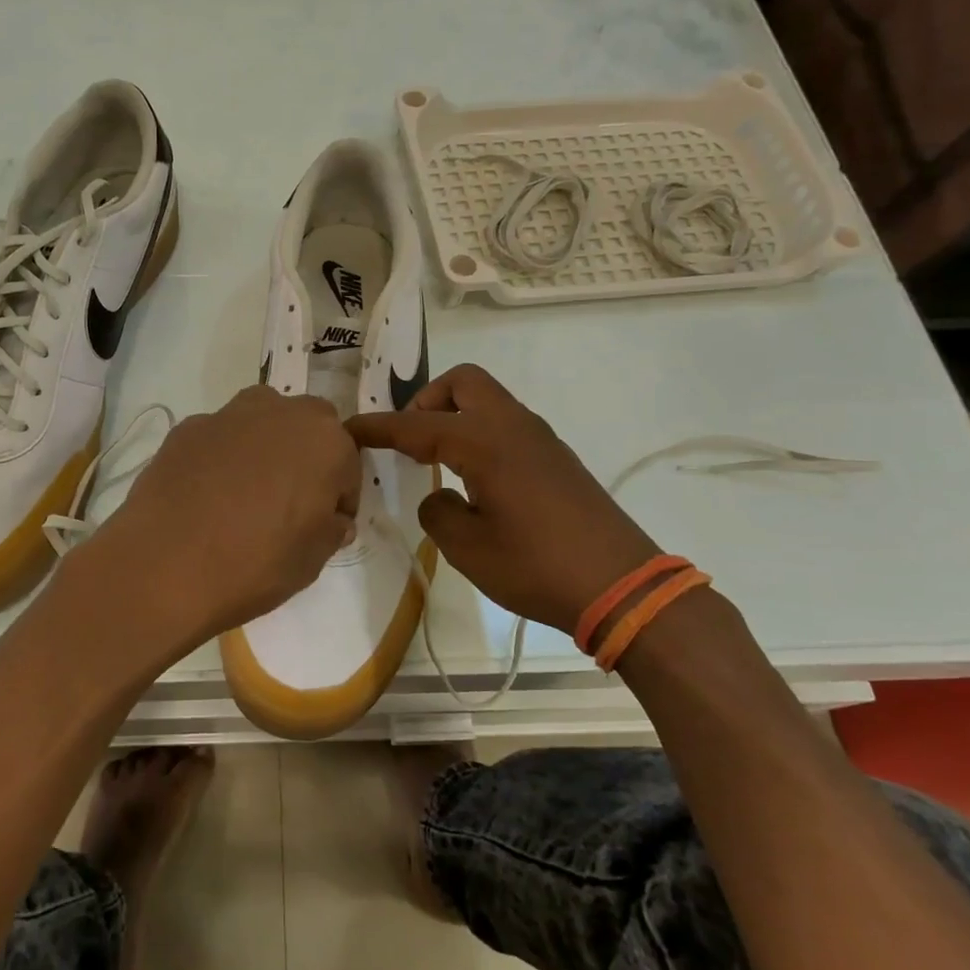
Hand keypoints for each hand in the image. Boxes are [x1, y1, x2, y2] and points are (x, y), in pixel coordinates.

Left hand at [77, 387, 360, 656]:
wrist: (165, 565)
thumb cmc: (254, 565)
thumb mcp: (311, 561)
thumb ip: (330, 530)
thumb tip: (333, 519)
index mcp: (325, 443)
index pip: (347, 466)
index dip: (339, 497)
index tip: (325, 524)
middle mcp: (282, 414)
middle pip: (309, 426)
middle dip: (307, 456)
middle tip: (290, 500)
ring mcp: (230, 415)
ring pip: (263, 419)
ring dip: (266, 444)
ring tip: (247, 491)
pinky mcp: (188, 427)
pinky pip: (220, 436)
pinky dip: (222, 455)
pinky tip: (206, 493)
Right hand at [347, 363, 662, 634]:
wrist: (621, 586)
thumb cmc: (536, 566)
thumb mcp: (468, 548)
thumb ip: (438, 512)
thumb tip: (441, 495)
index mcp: (485, 442)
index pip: (417, 425)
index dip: (378, 427)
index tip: (348, 429)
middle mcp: (513, 427)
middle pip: (463, 383)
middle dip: (426, 401)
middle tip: (409, 440)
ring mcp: (540, 439)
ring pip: (488, 401)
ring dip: (455, 415)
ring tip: (436, 459)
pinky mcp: (556, 458)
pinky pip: (506, 424)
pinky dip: (479, 433)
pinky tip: (475, 477)